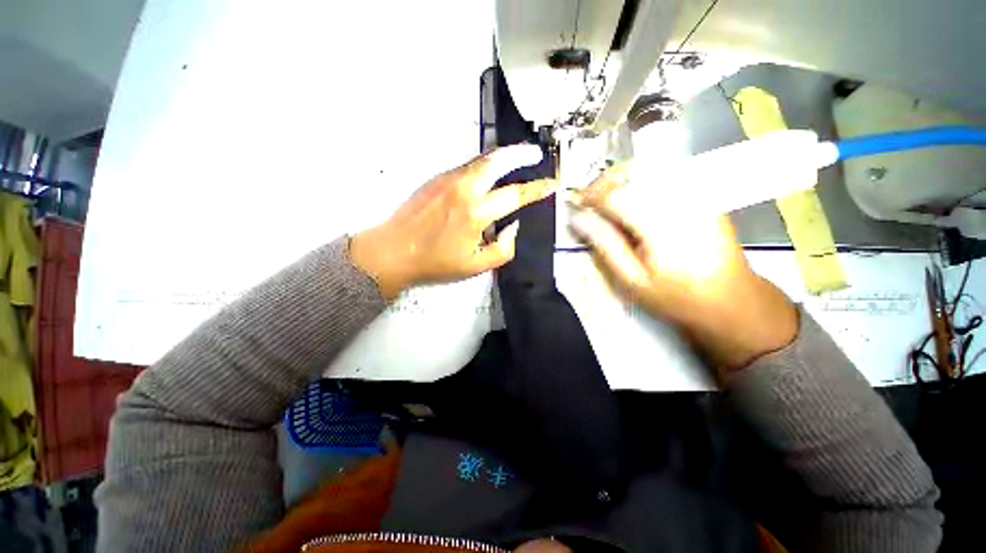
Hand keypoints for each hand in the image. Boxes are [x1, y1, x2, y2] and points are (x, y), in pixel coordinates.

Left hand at [350, 145, 555, 299]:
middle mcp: (464, 188)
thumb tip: (513, 227)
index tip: (552, 183)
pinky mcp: (436, 178)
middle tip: (536, 153)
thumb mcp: (476, 266)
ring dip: (502, 157)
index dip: (537, 189)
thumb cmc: (436, 262)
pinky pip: (467, 167)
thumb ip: (503, 249)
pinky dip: (484, 166)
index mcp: (476, 212)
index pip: (515, 195)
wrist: (393, 251)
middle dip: (520, 153)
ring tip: (518, 159)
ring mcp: (448, 179)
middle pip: (498, 160)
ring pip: (481, 160)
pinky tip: (489, 175)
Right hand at [569, 164, 797, 372]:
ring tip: (610, 203)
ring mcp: (696, 195)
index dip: (591, 194)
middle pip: (634, 172)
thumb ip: (605, 245)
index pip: (616, 194)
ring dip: (623, 181)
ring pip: (650, 169)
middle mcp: (681, 201)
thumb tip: (580, 219)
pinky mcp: (704, 196)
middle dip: (605, 182)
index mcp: (660, 225)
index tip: (577, 203)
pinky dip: (642, 183)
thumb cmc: (676, 296)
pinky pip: (666, 176)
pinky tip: (637, 205)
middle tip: (592, 202)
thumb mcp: (632, 280)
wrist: (732, 300)